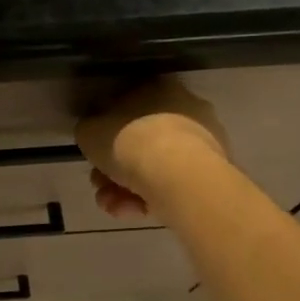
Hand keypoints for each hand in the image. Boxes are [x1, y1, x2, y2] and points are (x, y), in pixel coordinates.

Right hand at [76, 79, 227, 219]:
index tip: (94, 155)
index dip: (104, 134)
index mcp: (157, 89)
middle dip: (114, 169)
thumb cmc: (129, 141)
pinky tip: (132, 211)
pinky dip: (149, 199)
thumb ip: (90, 130)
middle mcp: (183, 110)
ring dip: (125, 189)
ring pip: (153, 167)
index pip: (126, 107)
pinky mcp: (210, 174)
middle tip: (99, 185)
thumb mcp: (89, 131)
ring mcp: (201, 143)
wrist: (178, 175)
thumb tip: (94, 134)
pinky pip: (170, 184)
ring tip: (112, 205)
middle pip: (139, 142)